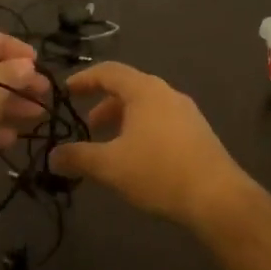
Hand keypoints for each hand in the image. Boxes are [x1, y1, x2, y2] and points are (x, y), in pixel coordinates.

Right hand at [48, 62, 253, 226]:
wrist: (217, 197)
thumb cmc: (158, 171)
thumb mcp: (109, 166)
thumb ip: (77, 157)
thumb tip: (53, 157)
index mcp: (145, 91)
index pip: (109, 72)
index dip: (85, 79)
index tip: (66, 92)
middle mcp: (167, 94)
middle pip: (129, 89)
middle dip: (104, 105)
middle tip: (87, 126)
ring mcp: (187, 113)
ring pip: (146, 107)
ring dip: (123, 121)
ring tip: (109, 146)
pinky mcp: (198, 134)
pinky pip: (162, 122)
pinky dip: (141, 131)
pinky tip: (137, 159)